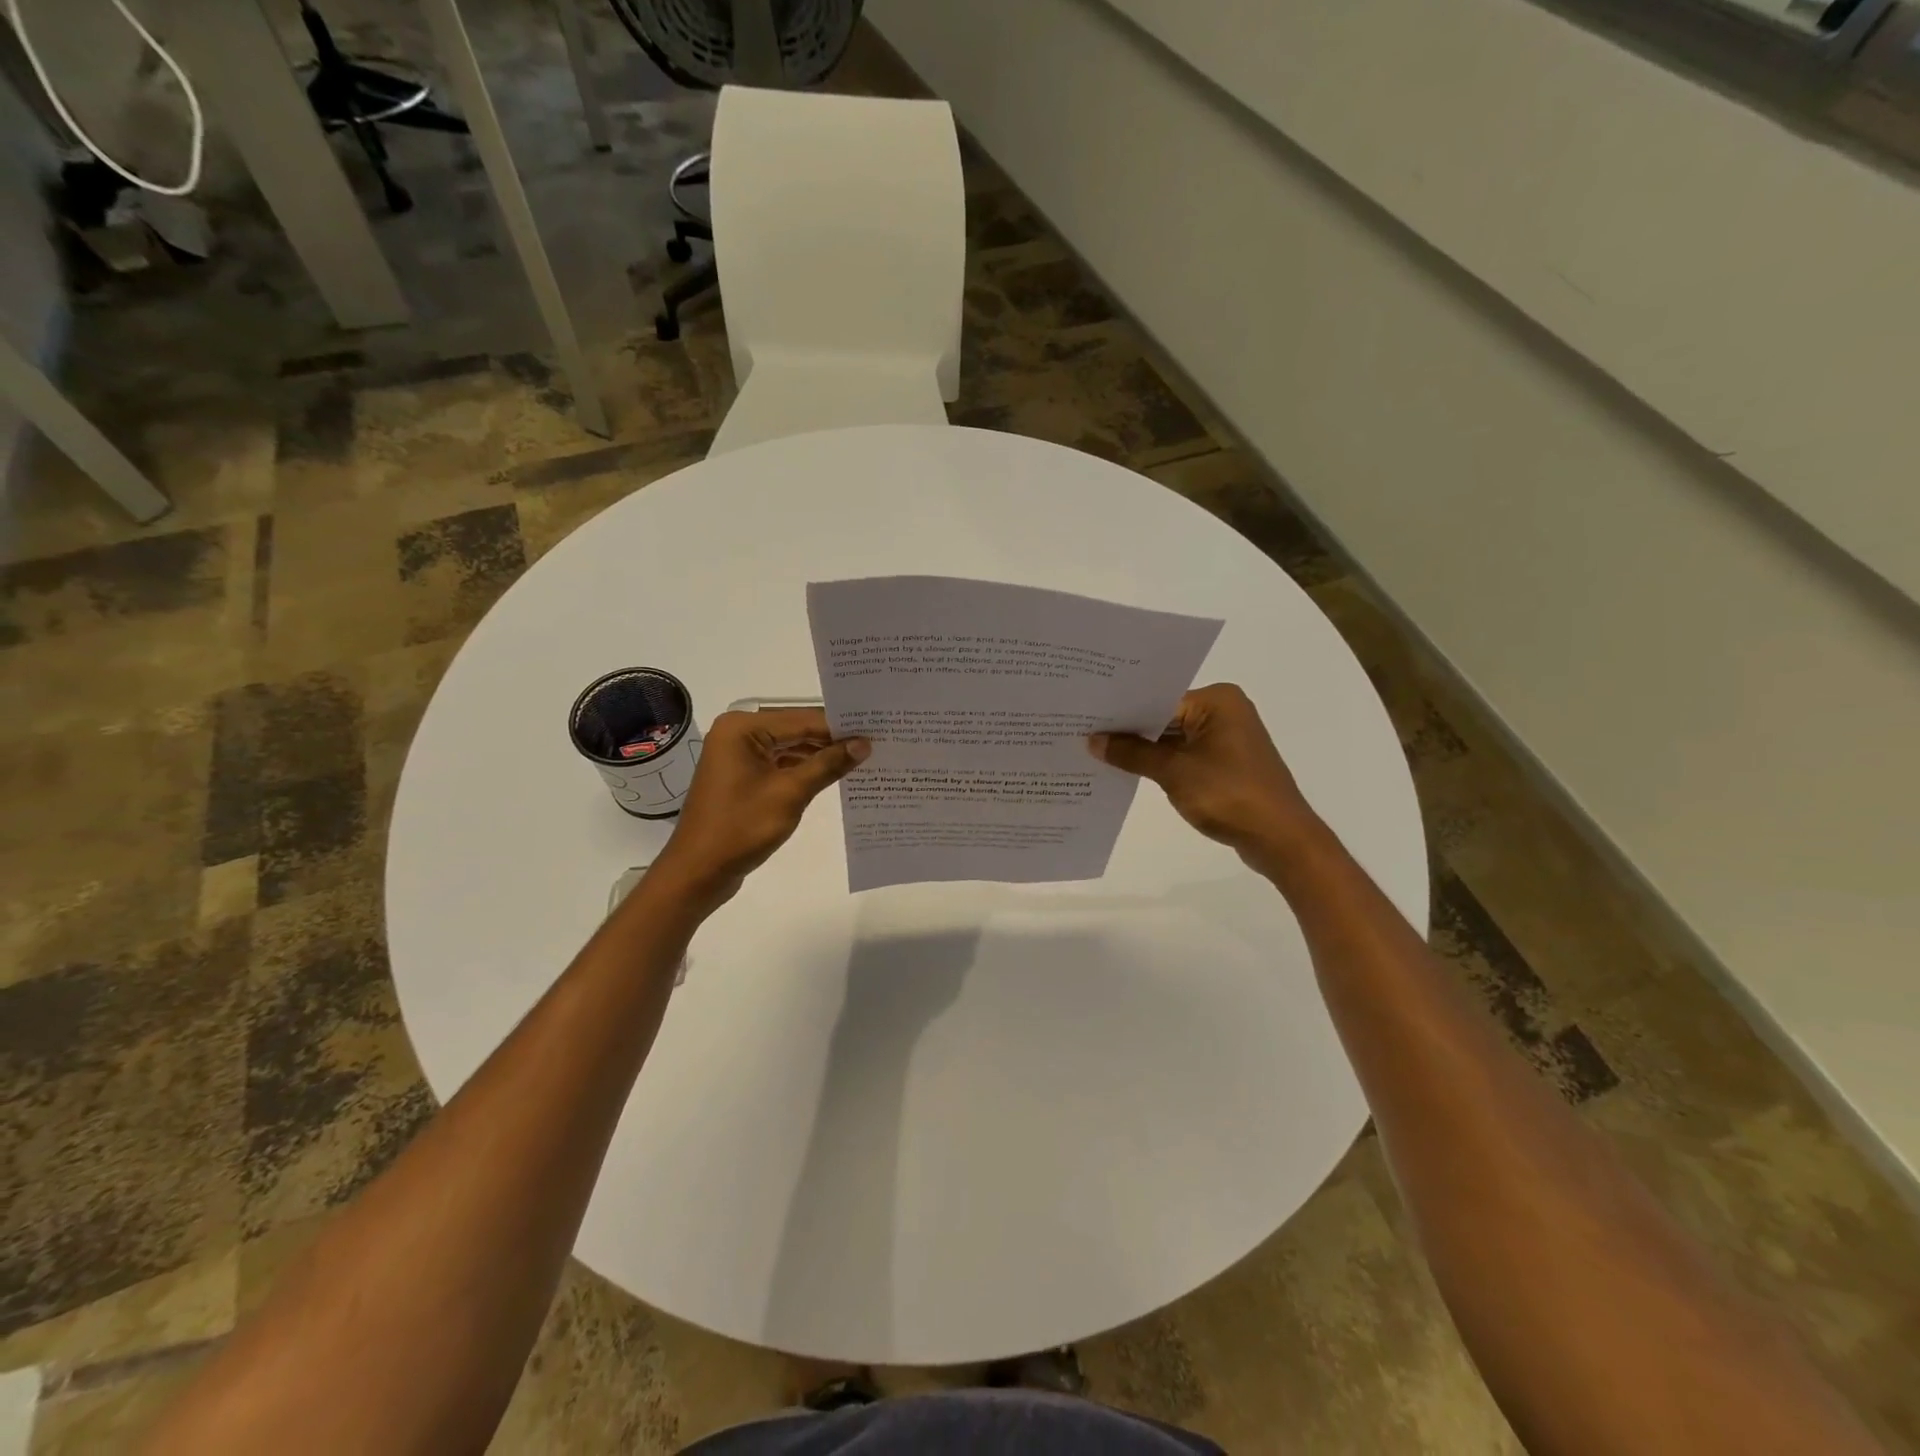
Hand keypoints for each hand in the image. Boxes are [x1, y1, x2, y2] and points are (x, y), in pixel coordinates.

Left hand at [653, 709, 868, 906]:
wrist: (697, 872)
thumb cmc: (740, 827)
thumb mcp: (790, 794)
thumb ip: (827, 765)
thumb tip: (864, 744)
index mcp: (742, 728)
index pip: (802, 719)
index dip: (840, 726)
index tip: (877, 729)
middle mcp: (738, 733)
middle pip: (796, 729)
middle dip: (833, 738)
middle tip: (876, 741)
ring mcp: (739, 755)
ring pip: (790, 747)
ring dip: (821, 755)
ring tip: (863, 757)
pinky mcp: (742, 776)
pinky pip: (780, 763)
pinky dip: (805, 769)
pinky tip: (834, 774)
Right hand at [1089, 683, 1320, 873]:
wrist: (1281, 839)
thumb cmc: (1230, 795)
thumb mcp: (1174, 772)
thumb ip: (1132, 753)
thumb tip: (1093, 740)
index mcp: (1217, 701)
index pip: (1158, 697)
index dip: (1122, 710)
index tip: (1085, 716)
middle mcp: (1224, 711)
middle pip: (1165, 716)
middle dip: (1130, 730)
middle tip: (1084, 733)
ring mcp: (1227, 739)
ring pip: (1173, 738)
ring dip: (1144, 749)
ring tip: (1097, 752)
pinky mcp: (1226, 763)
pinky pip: (1185, 755)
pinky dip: (1161, 763)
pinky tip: (1129, 771)